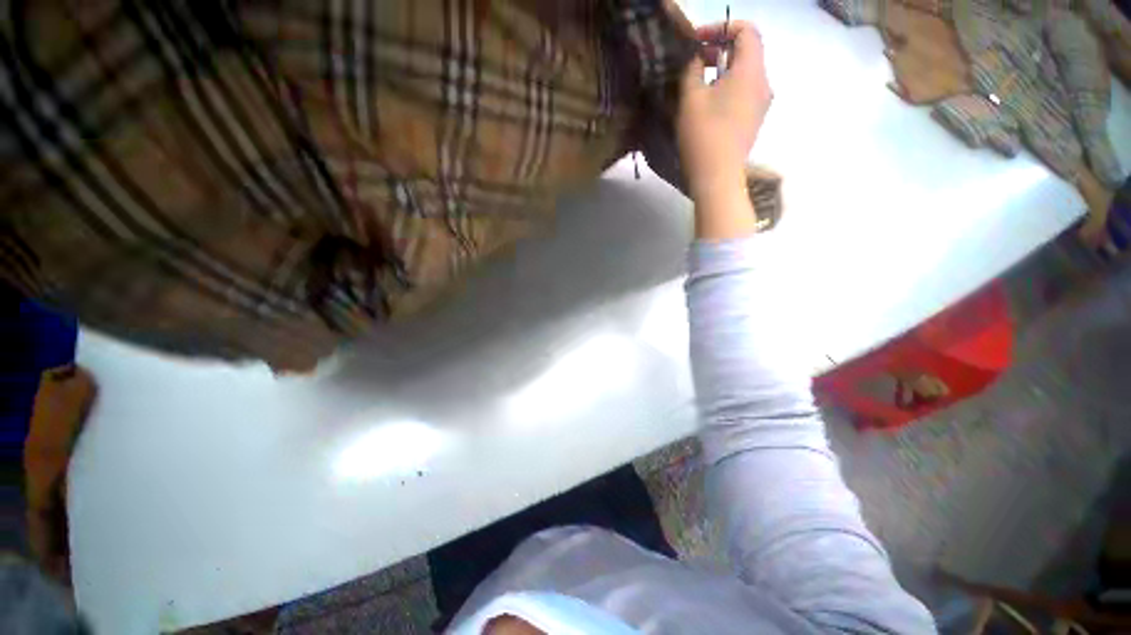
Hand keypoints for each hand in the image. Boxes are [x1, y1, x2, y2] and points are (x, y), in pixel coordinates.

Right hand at [677, 21, 772, 202]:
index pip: (746, 30)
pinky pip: (743, 94)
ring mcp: (761, 105)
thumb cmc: (704, 135)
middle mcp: (763, 83)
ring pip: (744, 74)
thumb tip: (695, 58)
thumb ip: (691, 70)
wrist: (717, 178)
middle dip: (719, 50)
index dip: (721, 28)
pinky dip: (726, 89)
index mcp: (752, 70)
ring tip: (696, 84)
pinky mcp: (753, 122)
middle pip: (747, 52)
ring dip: (721, 71)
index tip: (697, 41)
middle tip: (692, 62)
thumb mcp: (691, 98)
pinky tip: (707, 105)